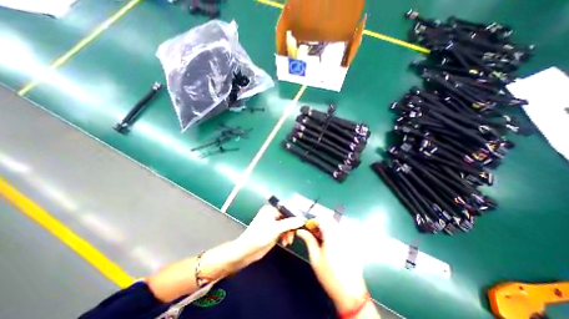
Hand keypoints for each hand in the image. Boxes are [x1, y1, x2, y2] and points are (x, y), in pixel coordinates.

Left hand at [233, 204, 305, 266]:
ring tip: (288, 241)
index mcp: (271, 209)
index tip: (302, 222)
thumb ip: (290, 223)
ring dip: (289, 233)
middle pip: (288, 217)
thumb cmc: (259, 237)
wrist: (246, 251)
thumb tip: (302, 219)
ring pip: (287, 225)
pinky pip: (284, 231)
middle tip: (294, 234)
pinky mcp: (274, 231)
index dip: (295, 215)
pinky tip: (285, 242)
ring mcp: (273, 223)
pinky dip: (286, 236)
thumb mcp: (276, 229)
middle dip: (292, 226)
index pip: (287, 208)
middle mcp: (272, 214)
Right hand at [295, 216, 366, 312]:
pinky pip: (342, 231)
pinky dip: (334, 233)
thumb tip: (300, 231)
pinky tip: (331, 245)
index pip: (321, 218)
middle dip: (320, 224)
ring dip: (327, 228)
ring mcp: (349, 237)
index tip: (308, 228)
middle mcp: (342, 233)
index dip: (313, 221)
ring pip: (335, 225)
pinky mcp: (353, 243)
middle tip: (314, 235)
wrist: (350, 293)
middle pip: (329, 219)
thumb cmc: (329, 276)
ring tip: (322, 241)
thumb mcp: (315, 258)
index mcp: (332, 235)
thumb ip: (308, 240)